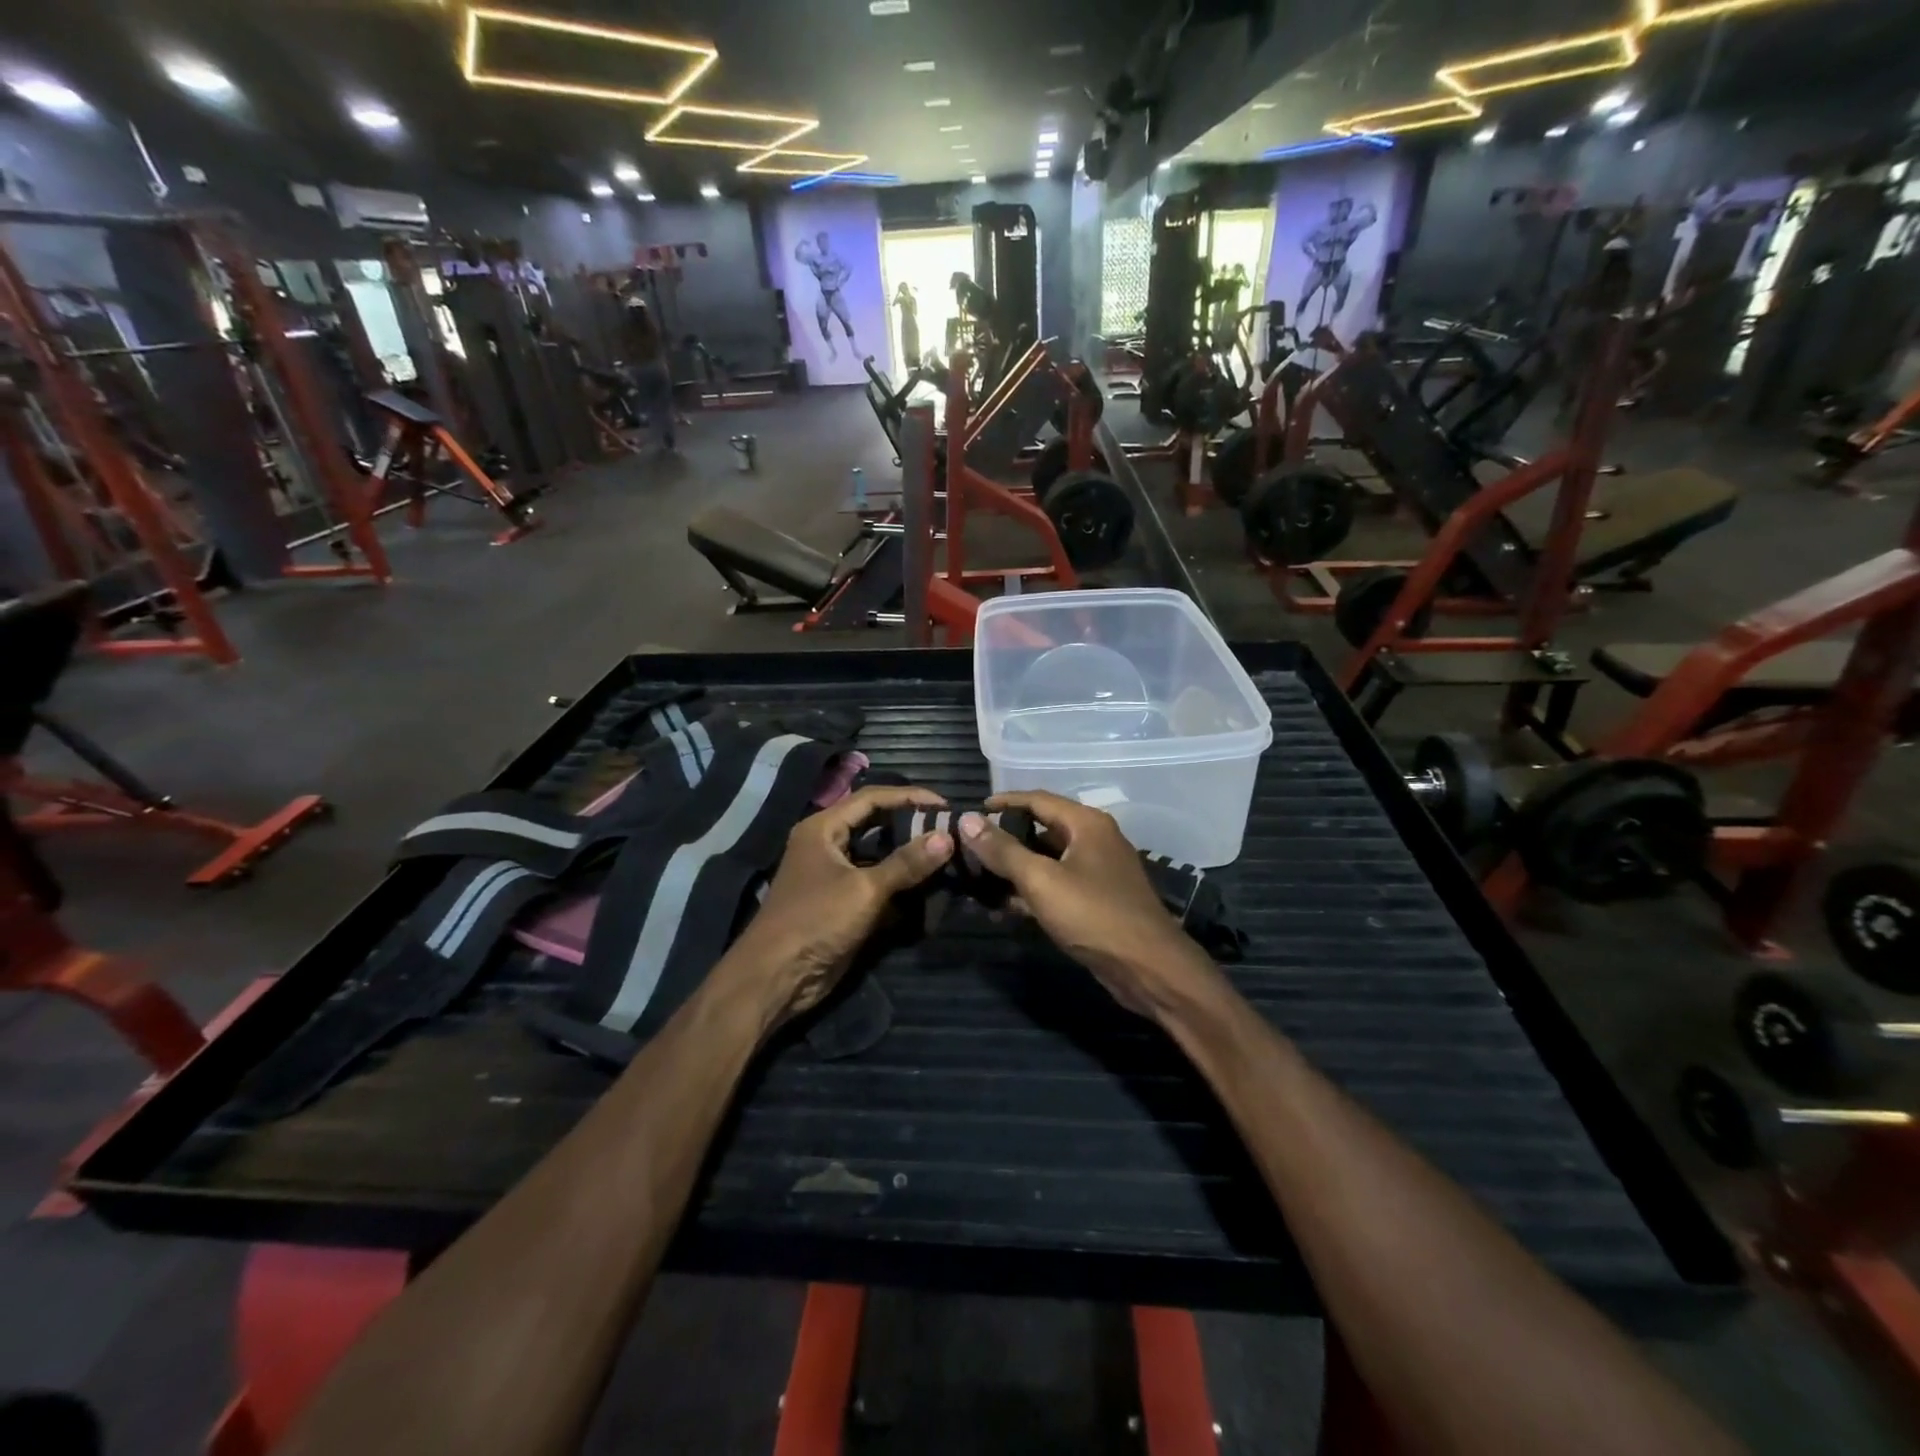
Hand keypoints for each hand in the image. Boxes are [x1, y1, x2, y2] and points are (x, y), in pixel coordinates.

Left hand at [728, 785, 953, 1022]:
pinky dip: (899, 881)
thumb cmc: (816, 921)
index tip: (944, 804)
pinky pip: (876, 881)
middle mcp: (827, 844)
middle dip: (910, 824)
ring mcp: (833, 873)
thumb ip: (906, 863)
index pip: (872, 798)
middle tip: (948, 828)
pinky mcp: (842, 901)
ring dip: (907, 854)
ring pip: (878, 854)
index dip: (909, 796)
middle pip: (875, 823)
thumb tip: (947, 838)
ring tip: (944, 852)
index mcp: (823, 828)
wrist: (777, 977)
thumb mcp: (865, 889)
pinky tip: (928, 884)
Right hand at [957, 792, 1216, 1018]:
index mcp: (1086, 824)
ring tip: (978, 880)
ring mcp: (1098, 871)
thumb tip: (967, 819)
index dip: (1003, 803)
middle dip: (1005, 839)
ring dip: (1015, 869)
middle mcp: (1094, 839)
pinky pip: (1056, 885)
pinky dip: (1032, 891)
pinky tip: (1004, 908)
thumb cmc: (1094, 915)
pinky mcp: (1097, 900)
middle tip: (969, 849)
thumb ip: (1003, 850)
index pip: (1037, 799)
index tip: (970, 812)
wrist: (1148, 968)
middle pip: (1041, 828)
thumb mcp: (1041, 880)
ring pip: (1047, 860)